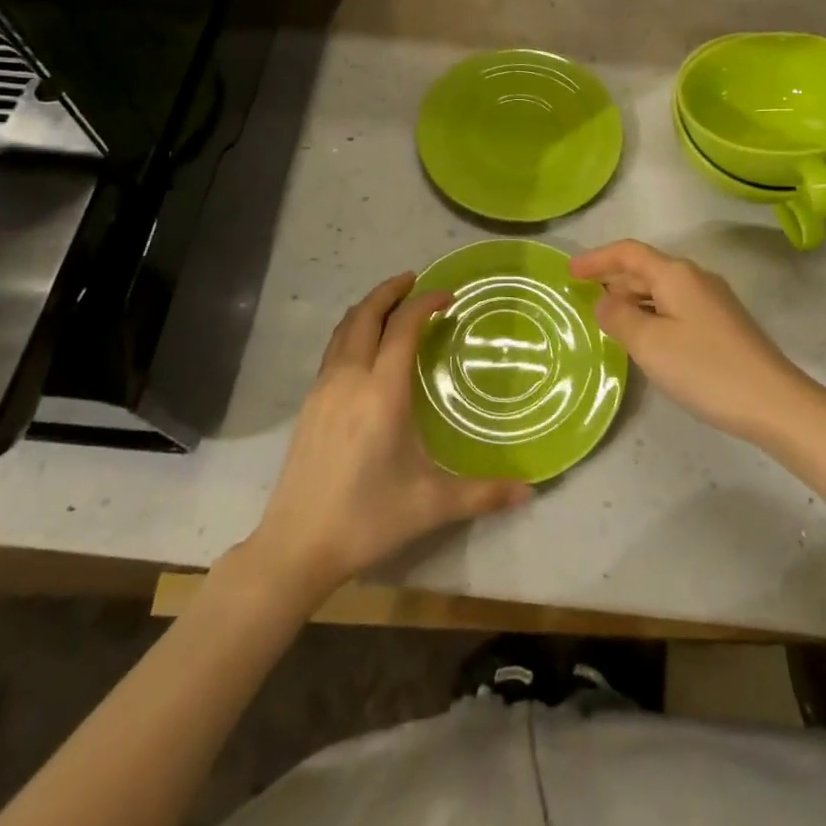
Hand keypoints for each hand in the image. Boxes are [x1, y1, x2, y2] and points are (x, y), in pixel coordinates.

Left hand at [251, 273, 531, 596]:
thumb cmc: (368, 518)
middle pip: (366, 314)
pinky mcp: (309, 403)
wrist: (296, 545)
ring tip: (392, 303)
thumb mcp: (431, 505)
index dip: (426, 303)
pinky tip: (365, 347)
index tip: (448, 295)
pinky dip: (353, 330)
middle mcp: (350, 378)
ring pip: (344, 328)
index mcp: (381, 392)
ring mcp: (323, 388)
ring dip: (369, 307)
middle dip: (391, 290)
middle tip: (416, 280)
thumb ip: (483, 494)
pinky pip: (333, 348)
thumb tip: (529, 492)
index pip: (403, 327)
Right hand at [571, 240, 811, 442]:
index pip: (628, 253)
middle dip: (613, 279)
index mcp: (676, 274)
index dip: (597, 259)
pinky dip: (652, 313)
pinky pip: (676, 307)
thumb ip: (619, 317)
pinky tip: (646, 338)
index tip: (569, 272)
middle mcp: (696, 278)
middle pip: (646, 268)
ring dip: (632, 298)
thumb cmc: (705, 368)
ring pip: (661, 289)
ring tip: (609, 320)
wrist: (774, 402)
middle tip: (584, 299)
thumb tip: (604, 301)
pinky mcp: (723, 324)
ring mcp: (713, 301)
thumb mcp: (650, 344)